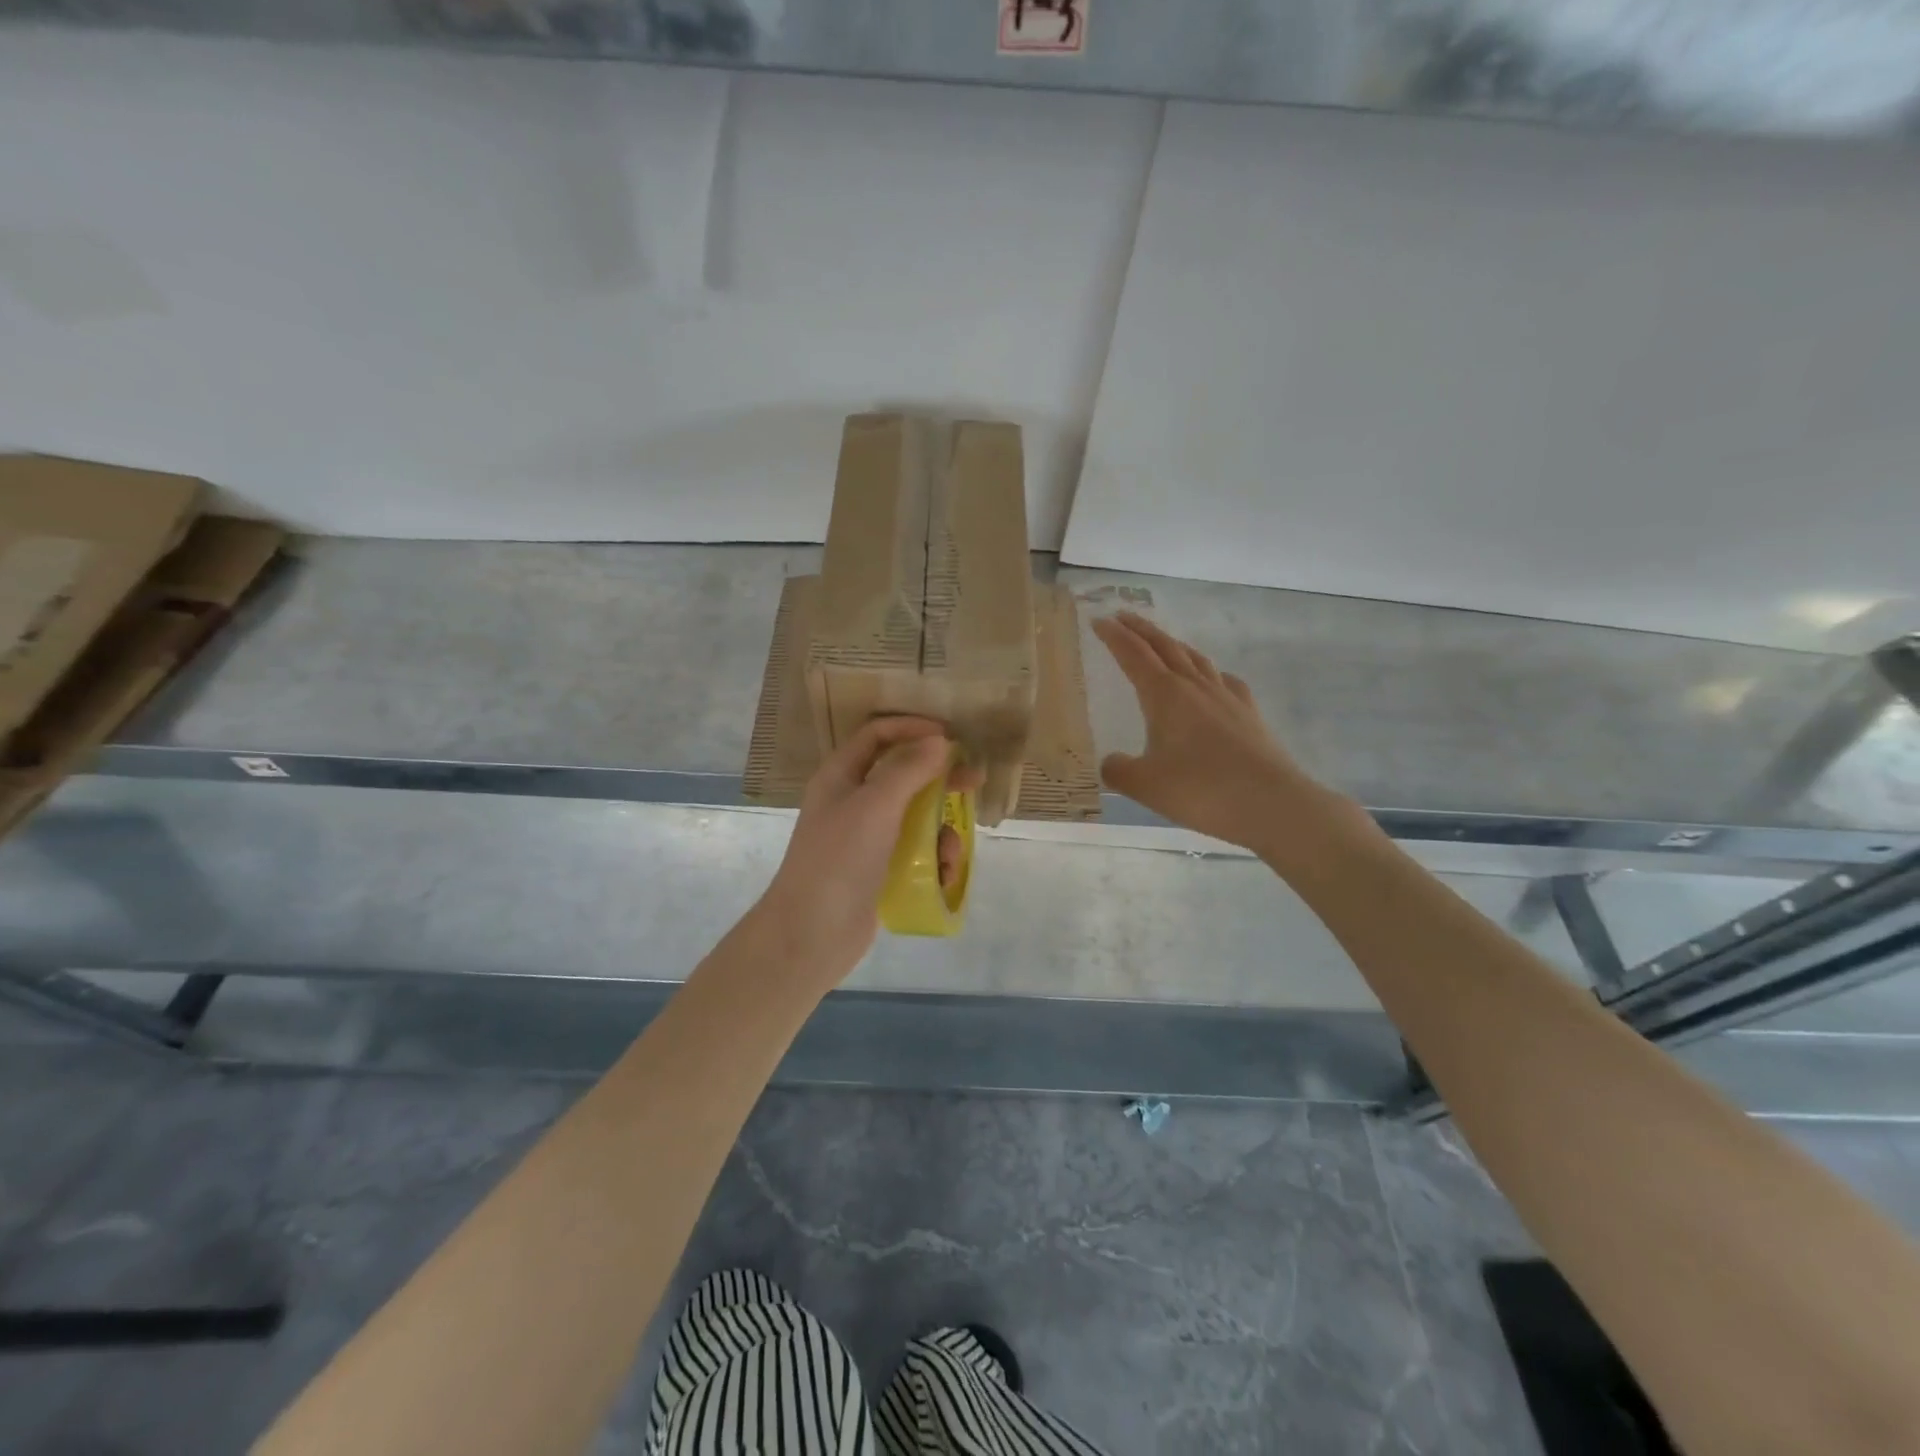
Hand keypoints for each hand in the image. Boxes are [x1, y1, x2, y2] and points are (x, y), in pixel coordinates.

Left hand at [756, 717, 982, 986]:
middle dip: (938, 779)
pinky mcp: (877, 869)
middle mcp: (851, 801)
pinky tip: (943, 875)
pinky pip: (913, 851)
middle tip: (973, 783)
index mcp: (840, 776)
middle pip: (901, 775)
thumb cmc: (839, 859)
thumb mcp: (875, 806)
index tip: (949, 737)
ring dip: (939, 829)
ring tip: (951, 852)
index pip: (877, 735)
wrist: (811, 934)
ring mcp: (864, 838)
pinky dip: (932, 858)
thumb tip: (939, 742)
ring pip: (913, 817)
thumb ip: (909, 770)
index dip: (912, 728)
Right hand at [1092, 611, 1367, 862]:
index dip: (1113, 637)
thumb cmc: (1200, 790)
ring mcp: (1226, 697)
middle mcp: (1195, 687)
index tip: (1098, 621)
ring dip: (1173, 645)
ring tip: (1162, 643)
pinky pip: (1225, 681)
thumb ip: (1119, 770)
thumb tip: (1111, 762)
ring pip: (1195, 659)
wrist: (1271, 803)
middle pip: (1164, 647)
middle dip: (1141, 630)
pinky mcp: (1249, 714)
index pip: (1133, 655)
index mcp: (1164, 695)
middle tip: (1122, 617)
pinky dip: (1210, 672)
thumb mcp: (1145, 785)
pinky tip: (1212, 681)